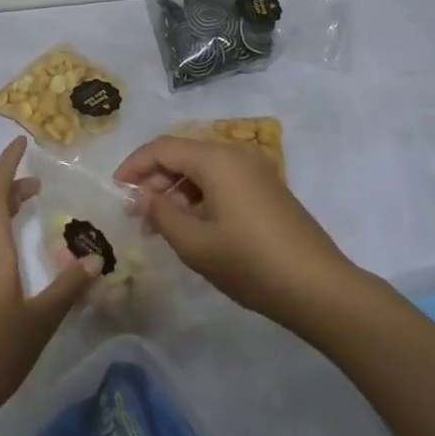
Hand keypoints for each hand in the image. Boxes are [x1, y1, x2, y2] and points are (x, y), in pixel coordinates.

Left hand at [0, 136, 99, 431]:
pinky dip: (4, 233)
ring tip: (32, 205)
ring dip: (6, 208)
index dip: (8, 164)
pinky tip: (20, 255)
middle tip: (38, 177)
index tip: (22, 142)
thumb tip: (96, 257)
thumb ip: (68, 287)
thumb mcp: (40, 319)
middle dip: (11, 184)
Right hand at [113, 136, 353, 331]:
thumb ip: (161, 214)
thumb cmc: (250, 263)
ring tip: (162, 227)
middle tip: (138, 216)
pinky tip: (192, 227)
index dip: (134, 166)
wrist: (318, 287)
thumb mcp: (195, 244)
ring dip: (177, 191)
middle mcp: (236, 153)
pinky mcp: (267, 188)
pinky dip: (200, 196)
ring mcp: (255, 169)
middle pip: (183, 155)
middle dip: (155, 180)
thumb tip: (143, 197)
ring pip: (202, 169)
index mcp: (216, 159)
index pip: (162, 148)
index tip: (116, 191)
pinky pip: (222, 180)